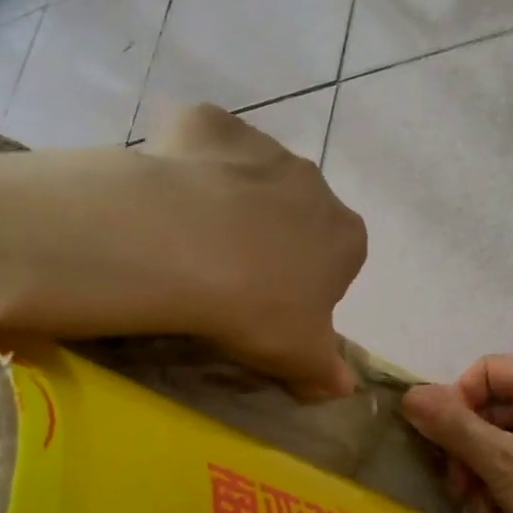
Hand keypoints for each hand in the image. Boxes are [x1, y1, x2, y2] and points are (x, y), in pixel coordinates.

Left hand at [1, 106, 366, 398]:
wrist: (183, 248)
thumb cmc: (256, 309)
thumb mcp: (298, 356)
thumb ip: (326, 370)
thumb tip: (345, 388)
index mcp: (346, 236)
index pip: (339, 260)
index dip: (306, 284)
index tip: (272, 307)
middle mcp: (315, 183)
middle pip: (297, 213)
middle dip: (271, 237)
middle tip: (228, 275)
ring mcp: (263, 146)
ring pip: (251, 175)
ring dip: (232, 199)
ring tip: (188, 238)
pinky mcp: (210, 124)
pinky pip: (204, 141)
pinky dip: (190, 160)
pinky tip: (166, 192)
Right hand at [401, 355, 512, 512]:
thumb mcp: (500, 459)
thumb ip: (453, 426)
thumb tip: (409, 394)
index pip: (485, 370)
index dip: (458, 400)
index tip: (445, 437)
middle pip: (488, 407)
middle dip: (466, 447)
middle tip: (456, 484)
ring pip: (497, 438)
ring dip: (478, 472)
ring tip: (476, 509)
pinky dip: (498, 484)